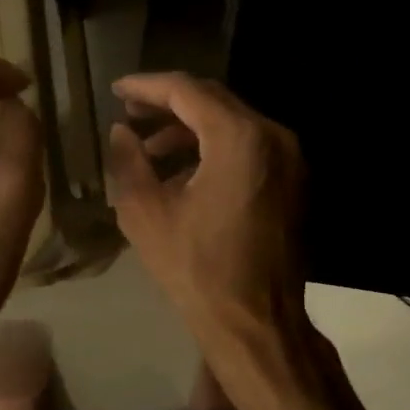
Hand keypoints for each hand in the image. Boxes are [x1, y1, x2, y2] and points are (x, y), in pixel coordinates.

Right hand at [107, 72, 307, 339]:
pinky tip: (182, 172)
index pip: (187, 91)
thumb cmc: (197, 270)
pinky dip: (215, 149)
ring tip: (149, 149)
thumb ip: (128, 161)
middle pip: (214, 101)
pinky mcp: (293, 181)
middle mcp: (273, 137)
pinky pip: (249, 147)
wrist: (257, 323)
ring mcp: (290, 159)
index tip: (116, 89)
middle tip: (130, 113)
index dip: (147, 86)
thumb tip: (122, 131)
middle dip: (168, 104)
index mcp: (240, 138)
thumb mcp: (145, 213)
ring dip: (190, 129)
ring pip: (233, 123)